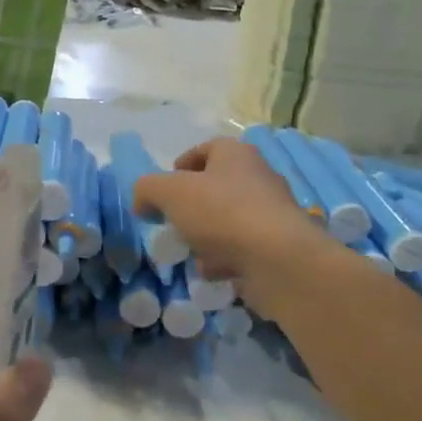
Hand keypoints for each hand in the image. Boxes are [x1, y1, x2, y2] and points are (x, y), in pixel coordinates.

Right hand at [132, 137, 341, 320]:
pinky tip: (212, 271)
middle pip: (216, 186)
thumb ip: (147, 189)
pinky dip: (225, 258)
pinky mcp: (279, 245)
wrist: (278, 260)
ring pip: (228, 219)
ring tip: (189, 251)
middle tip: (173, 222)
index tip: (163, 190)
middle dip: (191, 206)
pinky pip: (243, 247)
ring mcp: (272, 212)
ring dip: (207, 235)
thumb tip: (142, 201)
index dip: (180, 166)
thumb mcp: (169, 192)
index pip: (205, 149)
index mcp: (236, 154)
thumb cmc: (221, 213)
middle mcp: (259, 176)